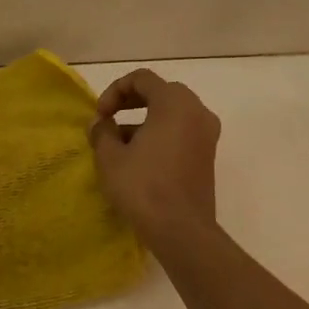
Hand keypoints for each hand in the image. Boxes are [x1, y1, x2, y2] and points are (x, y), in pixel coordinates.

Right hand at [88, 69, 220, 243]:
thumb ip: (102, 132)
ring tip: (119, 145)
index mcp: (174, 103)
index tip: (100, 115)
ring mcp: (207, 134)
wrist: (181, 229)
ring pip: (172, 114)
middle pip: (160, 92)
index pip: (142, 79)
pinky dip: (160, 135)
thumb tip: (101, 123)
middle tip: (109, 122)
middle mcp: (197, 111)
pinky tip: (139, 159)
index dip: (115, 91)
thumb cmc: (143, 186)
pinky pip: (181, 132)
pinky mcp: (208, 155)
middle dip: (130, 103)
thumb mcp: (110, 157)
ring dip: (144, 121)